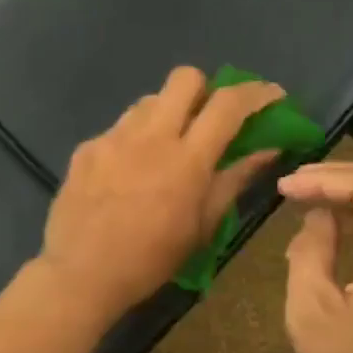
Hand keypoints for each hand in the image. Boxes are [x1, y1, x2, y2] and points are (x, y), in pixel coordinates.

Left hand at [39, 67, 286, 315]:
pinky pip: (119, 128)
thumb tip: (267, 150)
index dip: (257, 92)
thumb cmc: (151, 260)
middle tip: (209, 119)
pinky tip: (127, 172)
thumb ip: (235, 180)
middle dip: (205, 90)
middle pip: (185, 78)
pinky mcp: (86, 147)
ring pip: (149, 100)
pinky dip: (134, 140)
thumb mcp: (203, 226)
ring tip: (166, 148)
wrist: (81, 274)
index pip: (228, 103)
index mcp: (187, 158)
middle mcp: (150, 135)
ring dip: (167, 114)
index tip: (272, 96)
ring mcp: (113, 137)